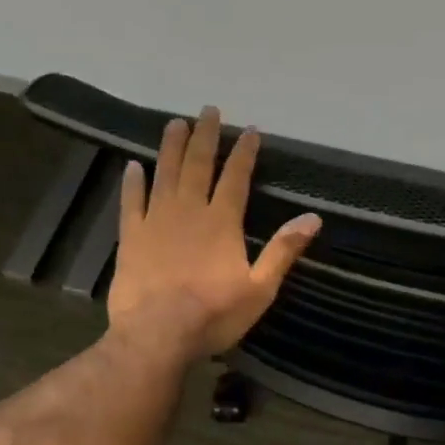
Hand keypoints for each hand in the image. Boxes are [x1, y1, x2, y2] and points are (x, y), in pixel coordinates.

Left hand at [105, 106, 320, 361]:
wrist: (157, 334)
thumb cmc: (214, 314)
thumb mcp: (261, 288)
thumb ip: (283, 250)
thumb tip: (313, 218)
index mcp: (223, 222)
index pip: (236, 177)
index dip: (244, 152)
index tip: (249, 130)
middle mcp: (189, 211)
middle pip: (198, 165)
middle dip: (205, 136)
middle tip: (208, 110)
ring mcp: (156, 221)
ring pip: (164, 174)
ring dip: (170, 147)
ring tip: (174, 123)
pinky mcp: (132, 237)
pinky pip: (132, 202)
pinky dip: (133, 182)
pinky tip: (133, 166)